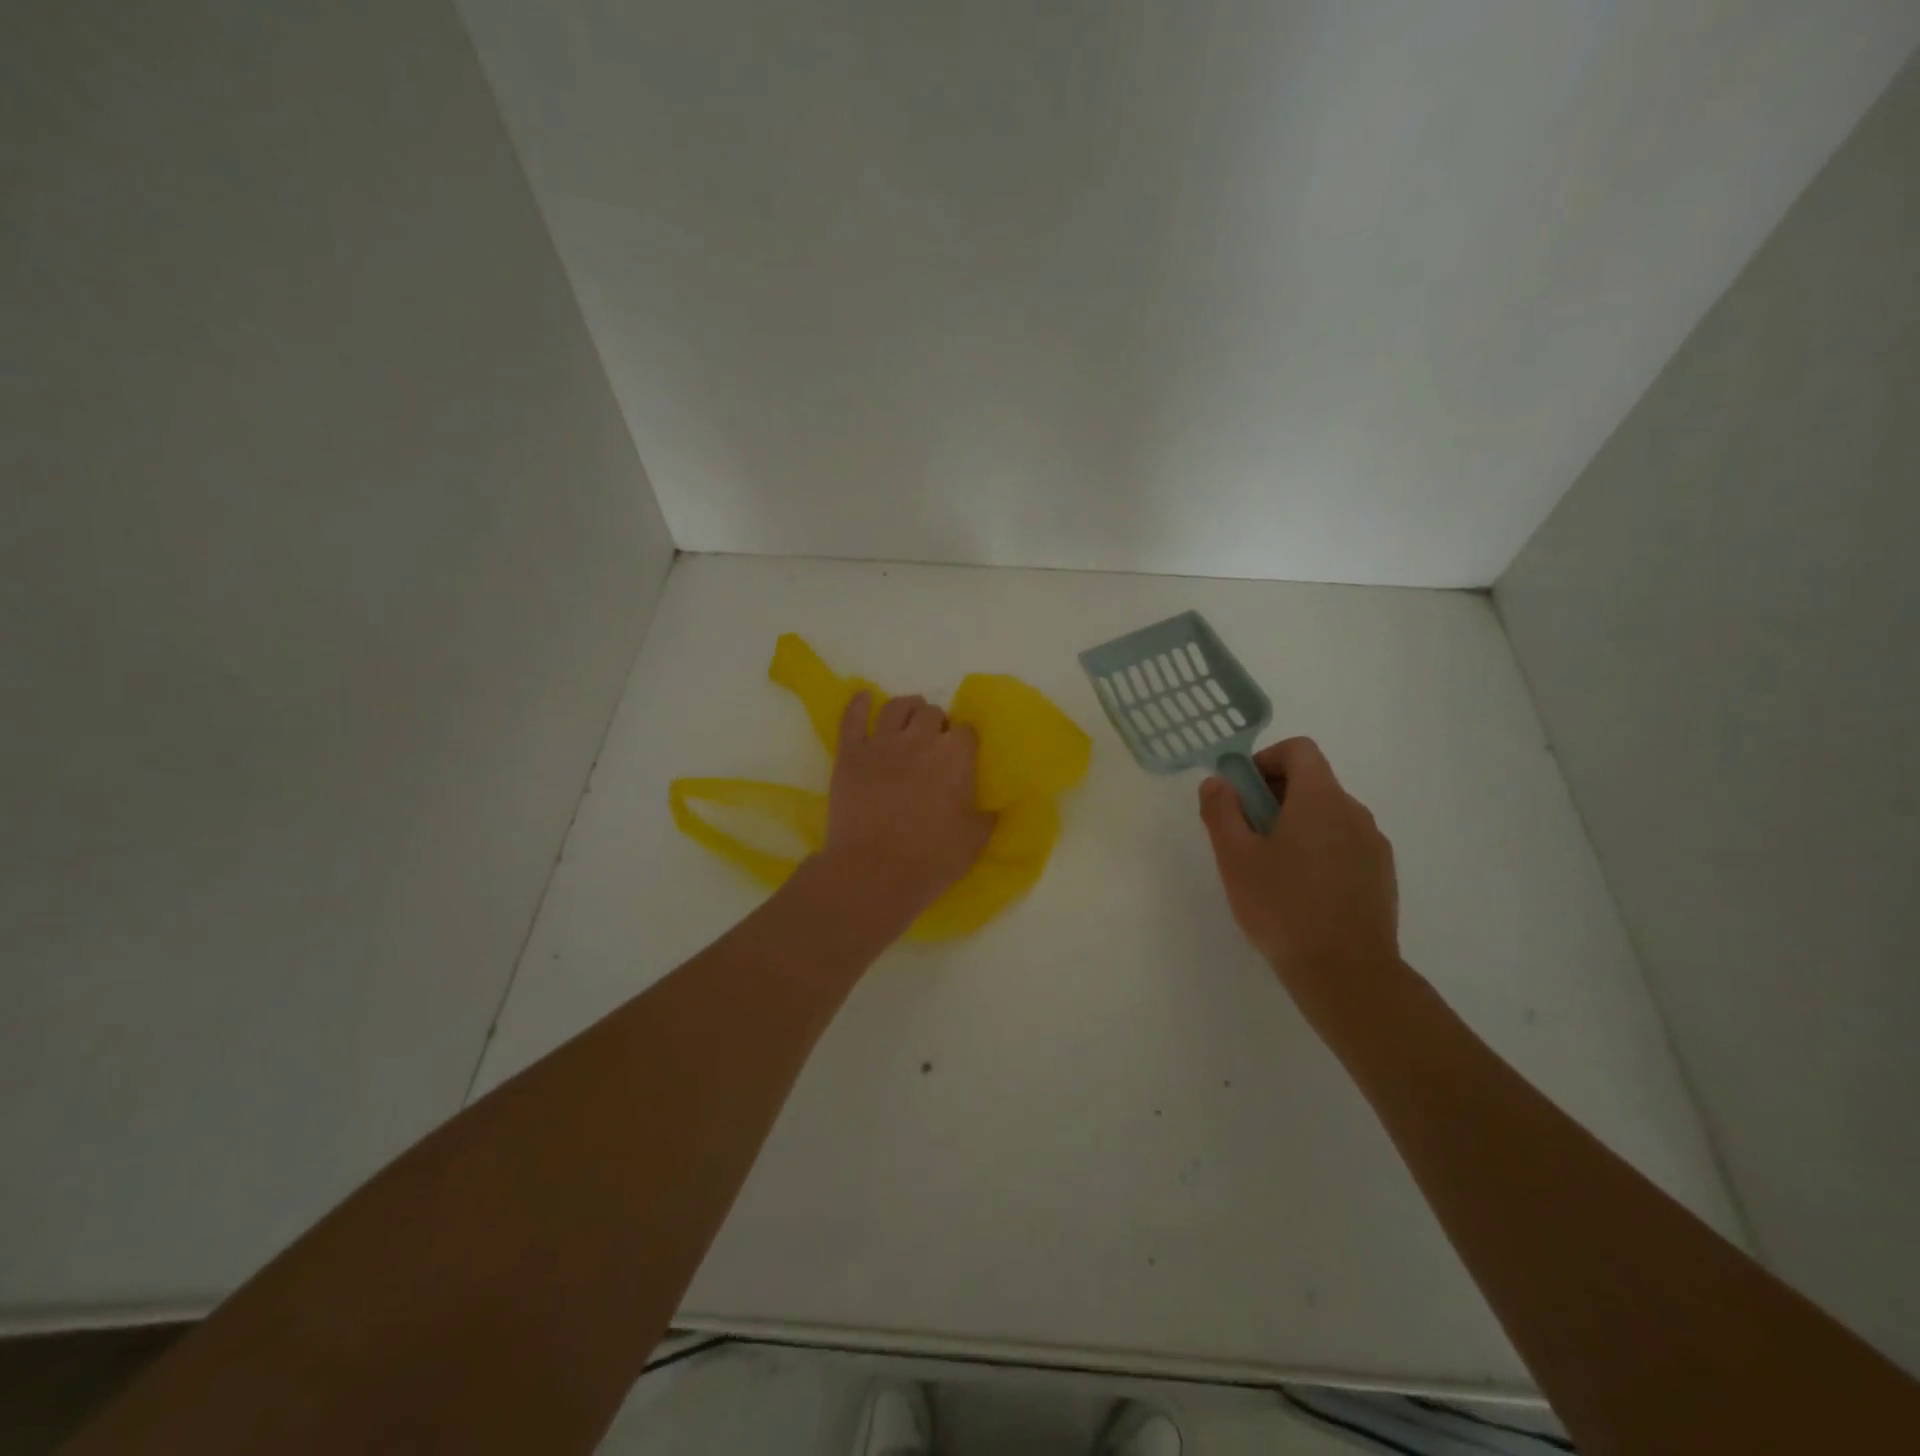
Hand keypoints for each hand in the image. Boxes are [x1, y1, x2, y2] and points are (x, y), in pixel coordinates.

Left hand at [822, 691, 994, 919]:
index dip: (965, 741)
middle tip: (935, 742)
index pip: (967, 731)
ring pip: (896, 707)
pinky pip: (852, 718)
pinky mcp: (850, 754)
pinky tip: (864, 696)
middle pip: (932, 713)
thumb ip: (989, 816)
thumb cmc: (931, 859)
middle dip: (937, 724)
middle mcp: (919, 740)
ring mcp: (881, 744)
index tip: (963, 756)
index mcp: (955, 756)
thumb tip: (996, 806)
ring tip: (908, 717)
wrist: (874, 873)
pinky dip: (858, 704)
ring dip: (907, 708)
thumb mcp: (975, 841)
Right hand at [1199, 737, 1399, 1007]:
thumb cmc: (1283, 906)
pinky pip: (1345, 845)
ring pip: (1329, 816)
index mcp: (1320, 799)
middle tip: (1246, 836)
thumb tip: (1217, 782)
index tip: (1242, 794)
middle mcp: (1354, 812)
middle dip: (1274, 797)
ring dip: (1297, 825)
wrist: (1347, 973)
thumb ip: (1221, 811)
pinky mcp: (1382, 876)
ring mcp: (1374, 845)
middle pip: (1313, 782)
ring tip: (1271, 869)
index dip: (1266, 760)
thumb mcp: (1235, 857)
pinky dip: (1319, 851)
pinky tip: (1301, 892)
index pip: (1299, 750)